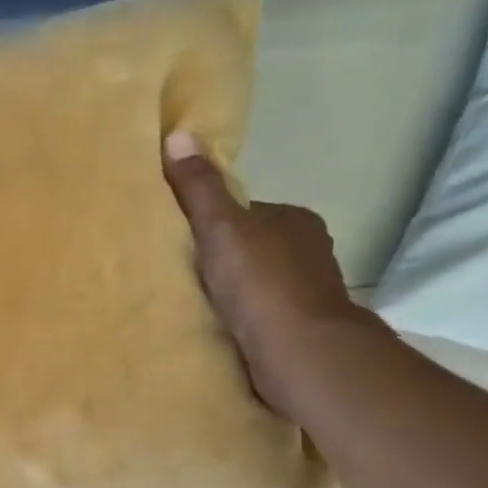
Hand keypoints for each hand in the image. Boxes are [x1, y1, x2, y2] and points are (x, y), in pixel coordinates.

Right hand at [161, 131, 383, 418]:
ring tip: (192, 305)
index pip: (245, 212)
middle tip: (180, 275)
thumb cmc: (261, 283)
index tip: (181, 240)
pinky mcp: (300, 332)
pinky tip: (215, 330)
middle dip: (222, 261)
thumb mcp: (221, 226)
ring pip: (257, 285)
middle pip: (251, 249)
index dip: (212, 223)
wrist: (300, 353)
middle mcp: (309, 252)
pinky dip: (240, 321)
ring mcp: (308, 294)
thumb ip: (199, 188)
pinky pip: (260, 317)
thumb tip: (178, 134)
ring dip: (231, 294)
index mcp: (295, 220)